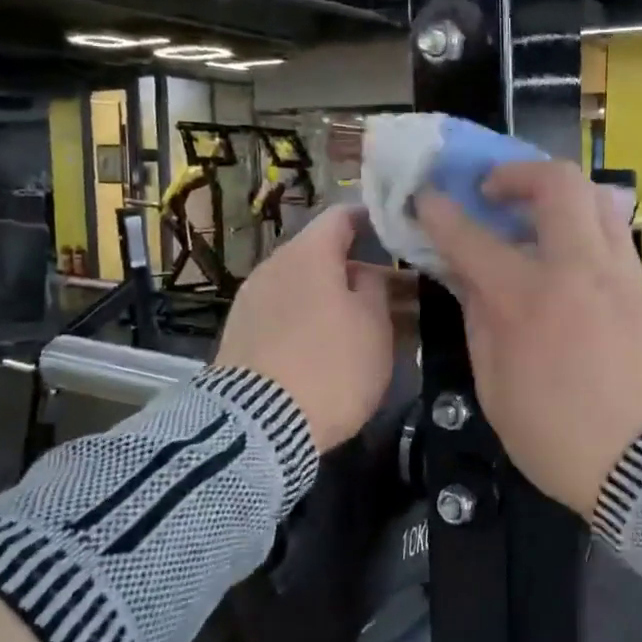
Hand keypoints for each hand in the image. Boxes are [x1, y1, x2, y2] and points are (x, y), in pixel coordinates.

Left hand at [215, 205, 396, 451]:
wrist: (259, 425)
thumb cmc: (331, 364)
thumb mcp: (374, 324)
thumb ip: (374, 286)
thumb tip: (363, 272)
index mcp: (308, 253)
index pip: (343, 216)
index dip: (373, 221)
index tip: (400, 236)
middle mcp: (274, 266)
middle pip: (324, 256)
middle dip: (362, 271)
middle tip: (398, 295)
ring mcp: (251, 301)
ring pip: (306, 287)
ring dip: (337, 299)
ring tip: (370, 326)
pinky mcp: (240, 335)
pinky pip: (286, 314)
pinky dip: (313, 320)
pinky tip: (333, 346)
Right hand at [417, 162, 641, 517]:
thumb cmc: (556, 437)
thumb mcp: (495, 388)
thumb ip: (481, 323)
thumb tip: (471, 280)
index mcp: (526, 300)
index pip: (472, 238)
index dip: (442, 213)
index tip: (427, 198)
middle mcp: (577, 270)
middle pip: (557, 185)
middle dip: (518, 173)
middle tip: (495, 192)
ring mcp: (620, 276)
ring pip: (598, 200)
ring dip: (561, 196)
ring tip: (539, 219)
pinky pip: (615, 240)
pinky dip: (586, 232)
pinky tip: (572, 264)